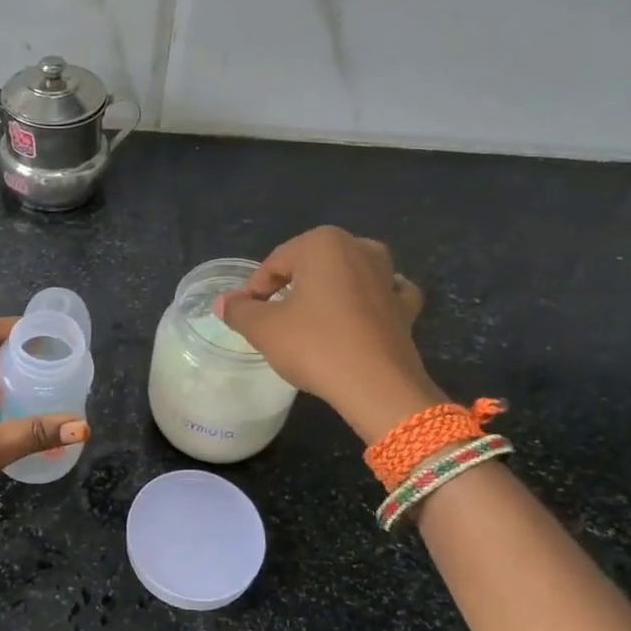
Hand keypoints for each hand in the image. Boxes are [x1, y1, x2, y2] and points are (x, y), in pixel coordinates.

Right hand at [215, 226, 443, 443]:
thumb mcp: (264, 328)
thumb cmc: (316, 346)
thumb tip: (225, 302)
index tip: (246, 317)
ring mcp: (388, 276)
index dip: (254, 291)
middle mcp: (360, 248)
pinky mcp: (406, 306)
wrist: (378, 387)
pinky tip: (358, 317)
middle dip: (291, 288)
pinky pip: (380, 295)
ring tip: (310, 320)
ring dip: (328, 291)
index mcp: (323, 243)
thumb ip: (239, 310)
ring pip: (347, 276)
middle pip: (310, 266)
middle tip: (274, 321)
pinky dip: (367, 302)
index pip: (274, 264)